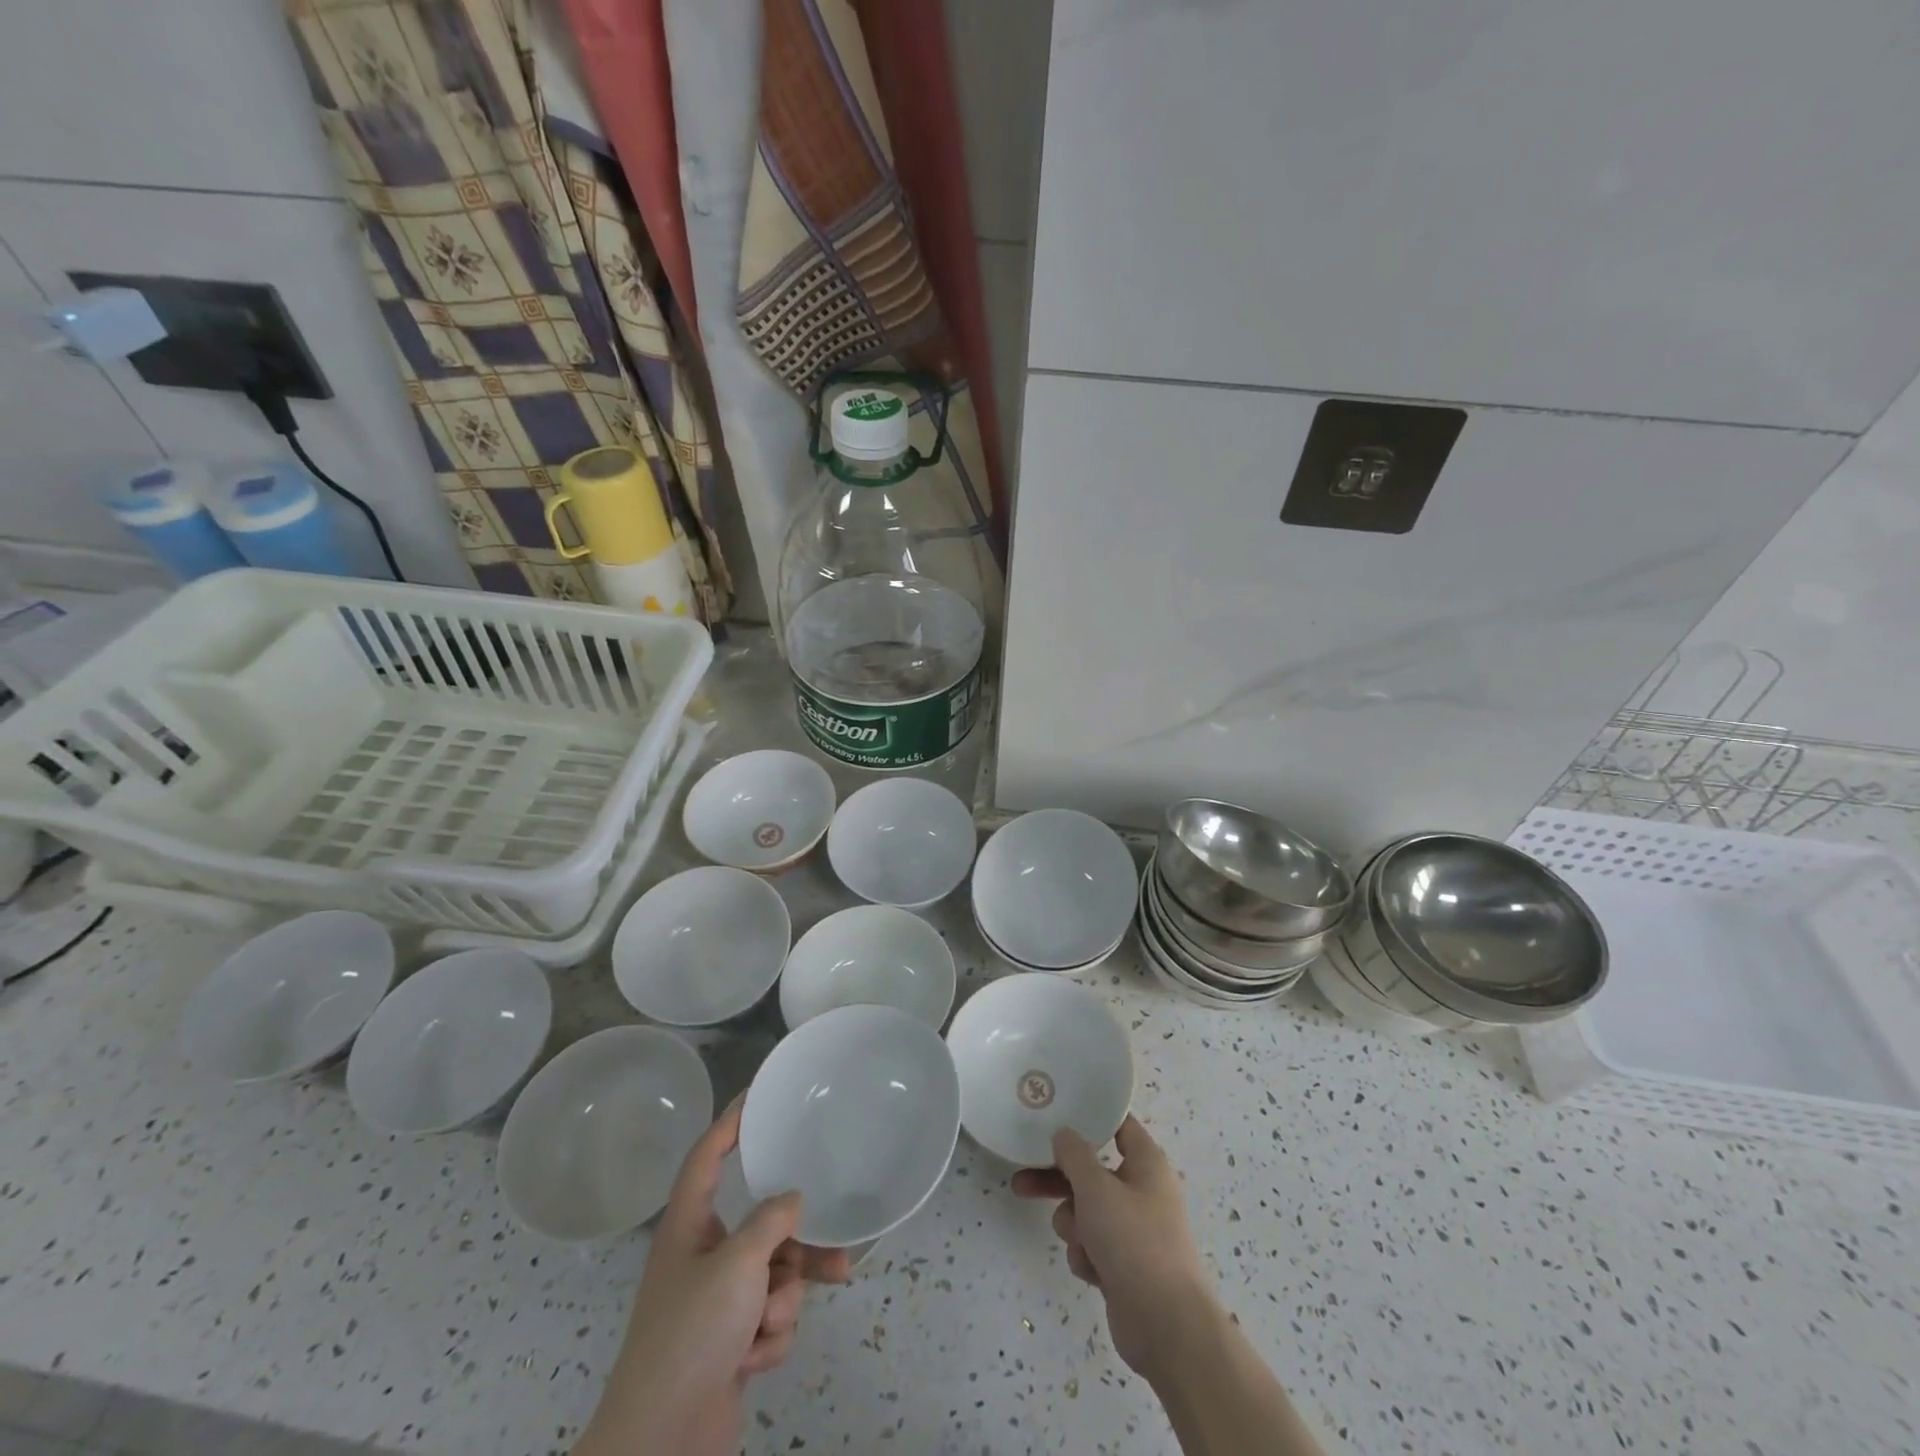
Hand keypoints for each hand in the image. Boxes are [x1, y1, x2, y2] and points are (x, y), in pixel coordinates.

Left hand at [576, 1100, 851, 1455]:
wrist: (661, 1445)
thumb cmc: (692, 1334)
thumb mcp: (738, 1266)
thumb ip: (771, 1222)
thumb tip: (793, 1199)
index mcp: (689, 1227)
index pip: (707, 1156)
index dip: (731, 1121)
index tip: (759, 1094)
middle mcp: (703, 1257)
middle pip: (761, 1227)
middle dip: (793, 1247)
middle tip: (832, 1245)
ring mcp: (718, 1303)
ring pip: (774, 1275)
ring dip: (780, 1302)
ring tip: (772, 1325)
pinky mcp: (731, 1342)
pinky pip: (770, 1317)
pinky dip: (769, 1337)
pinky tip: (751, 1361)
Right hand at [1011, 1115, 1216, 1378]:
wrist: (1166, 1326)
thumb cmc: (1133, 1240)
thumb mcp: (1096, 1187)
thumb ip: (1073, 1154)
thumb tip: (1064, 1134)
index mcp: (1146, 1162)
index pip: (1117, 1124)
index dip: (1088, 1117)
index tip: (1056, 1113)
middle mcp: (1142, 1190)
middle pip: (1091, 1172)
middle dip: (1057, 1181)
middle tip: (1021, 1181)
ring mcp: (1135, 1230)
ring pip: (1087, 1211)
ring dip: (1074, 1225)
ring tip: (1079, 1242)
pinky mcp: (1126, 1265)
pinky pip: (1093, 1245)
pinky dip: (1086, 1255)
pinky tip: (1091, 1270)